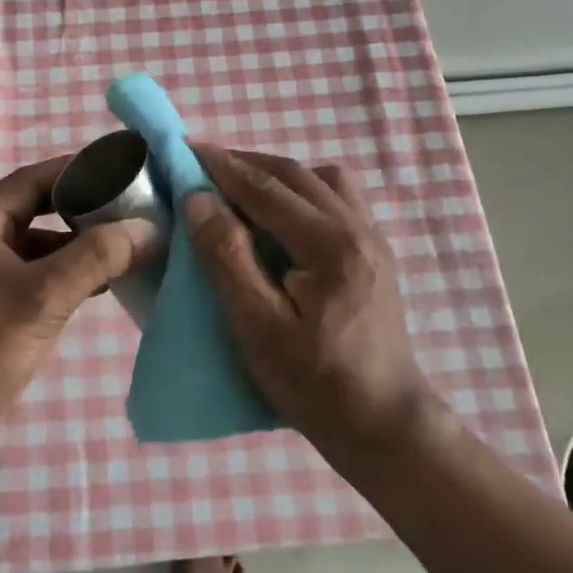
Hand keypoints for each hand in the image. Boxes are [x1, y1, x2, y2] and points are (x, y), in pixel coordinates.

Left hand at [0, 156, 154, 457]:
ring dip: (75, 246)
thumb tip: (147, 228)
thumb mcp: (44, 296)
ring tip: (122, 248)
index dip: (76, 170)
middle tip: (127, 209)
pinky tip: (98, 286)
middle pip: (34, 209)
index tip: (120, 170)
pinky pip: (32, 276)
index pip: (31, 179)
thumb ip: (97, 256)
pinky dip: (63, 275)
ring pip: (35, 246)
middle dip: (80, 210)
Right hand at [185, 145, 434, 455]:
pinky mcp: (375, 253)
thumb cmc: (314, 383)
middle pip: (296, 174)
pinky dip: (302, 192)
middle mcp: (357, 228)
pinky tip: (281, 217)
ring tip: (242, 189)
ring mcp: (372, 238)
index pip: (267, 188)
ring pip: (322, 180)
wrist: (384, 426)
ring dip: (278, 174)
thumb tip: (198, 198)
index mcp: (330, 244)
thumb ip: (227, 256)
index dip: (223, 166)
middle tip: (204, 164)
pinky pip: (336, 199)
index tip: (187, 147)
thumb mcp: (257, 326)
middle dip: (247, 162)